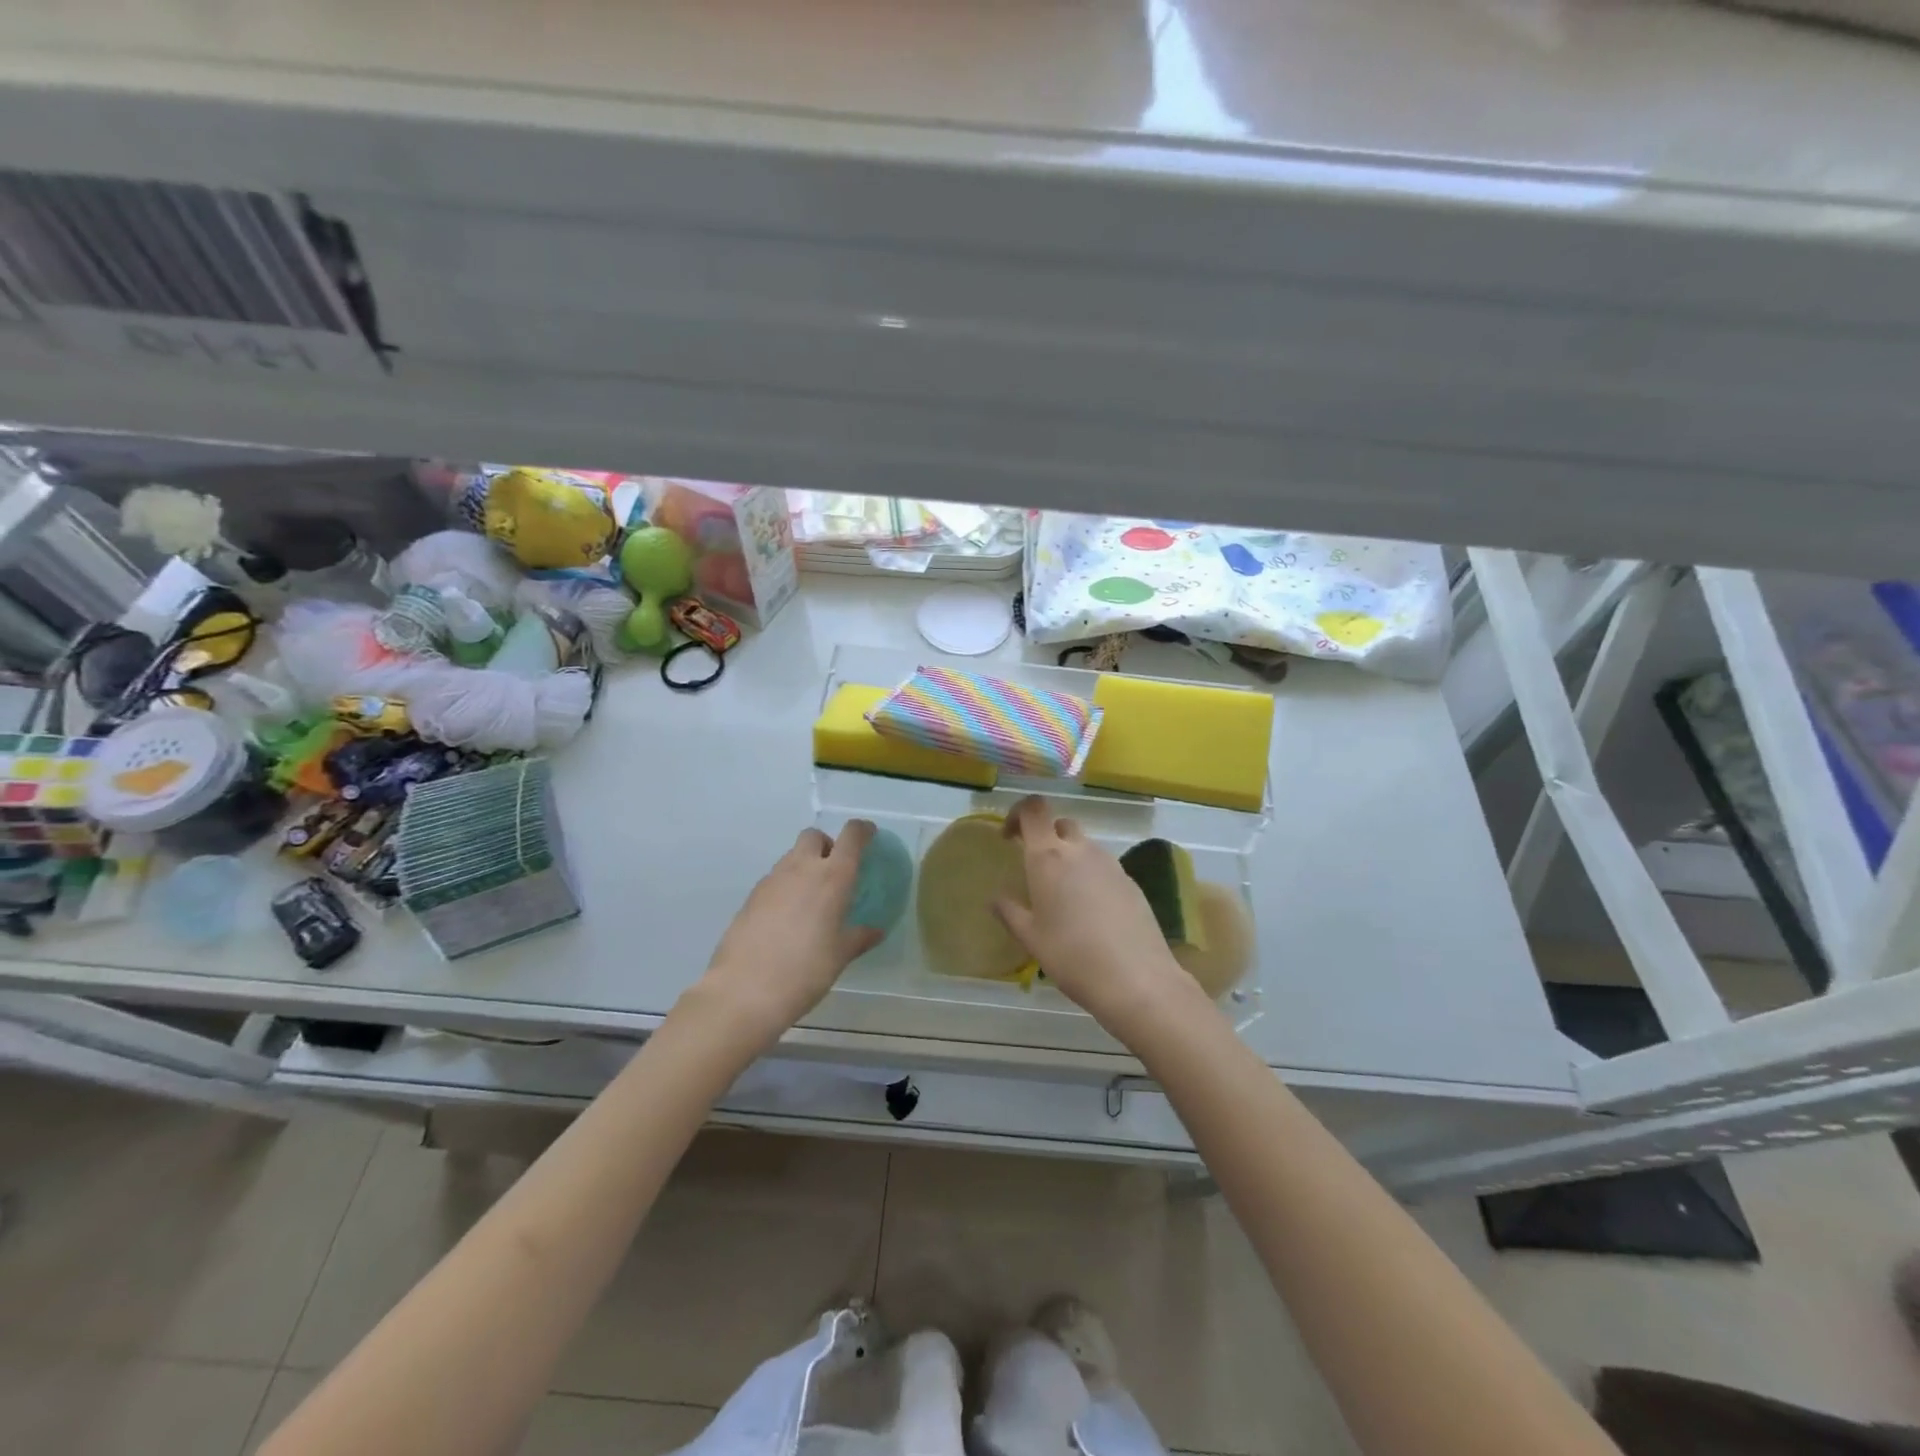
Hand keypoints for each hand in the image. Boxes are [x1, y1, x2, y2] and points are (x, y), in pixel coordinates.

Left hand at [692, 822, 882, 1039]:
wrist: (743, 991)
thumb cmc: (804, 971)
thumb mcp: (839, 956)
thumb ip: (859, 937)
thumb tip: (875, 930)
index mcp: (832, 877)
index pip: (851, 836)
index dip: (863, 830)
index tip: (870, 835)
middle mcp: (801, 869)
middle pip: (814, 836)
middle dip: (827, 844)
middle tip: (835, 871)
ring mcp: (772, 880)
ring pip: (792, 857)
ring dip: (805, 865)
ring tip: (812, 899)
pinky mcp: (751, 897)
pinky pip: (775, 879)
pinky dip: (787, 886)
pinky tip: (788, 917)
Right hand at [993, 796, 1198, 1038]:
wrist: (1137, 980)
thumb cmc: (1072, 956)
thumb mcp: (1031, 938)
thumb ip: (1010, 912)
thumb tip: (996, 899)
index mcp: (1048, 857)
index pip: (1034, 809)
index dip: (1018, 813)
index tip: (1008, 836)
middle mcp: (1080, 850)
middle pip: (1060, 824)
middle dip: (1045, 835)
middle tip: (1034, 866)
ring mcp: (1110, 864)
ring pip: (1084, 846)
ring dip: (1069, 857)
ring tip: (1062, 895)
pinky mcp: (1131, 882)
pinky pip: (1103, 867)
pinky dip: (1090, 876)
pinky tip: (1090, 911)